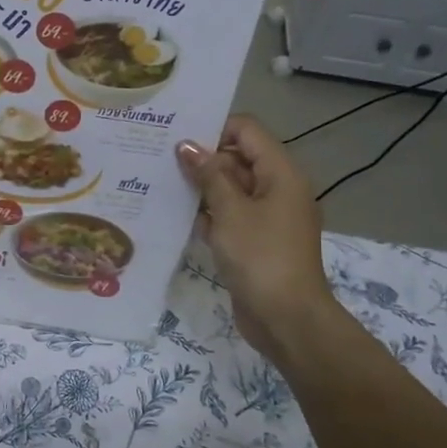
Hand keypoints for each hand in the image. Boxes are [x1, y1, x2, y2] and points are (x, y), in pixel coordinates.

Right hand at [176, 115, 340, 358]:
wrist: (287, 318)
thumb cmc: (261, 257)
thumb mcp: (230, 211)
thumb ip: (209, 175)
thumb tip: (187, 145)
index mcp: (281, 173)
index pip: (247, 131)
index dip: (214, 128)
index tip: (177, 137)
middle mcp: (277, 189)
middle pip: (238, 158)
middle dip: (203, 159)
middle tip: (159, 160)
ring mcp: (267, 217)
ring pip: (231, 189)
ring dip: (201, 188)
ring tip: (160, 184)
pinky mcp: (256, 241)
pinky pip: (230, 216)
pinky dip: (208, 214)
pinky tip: (175, 216)